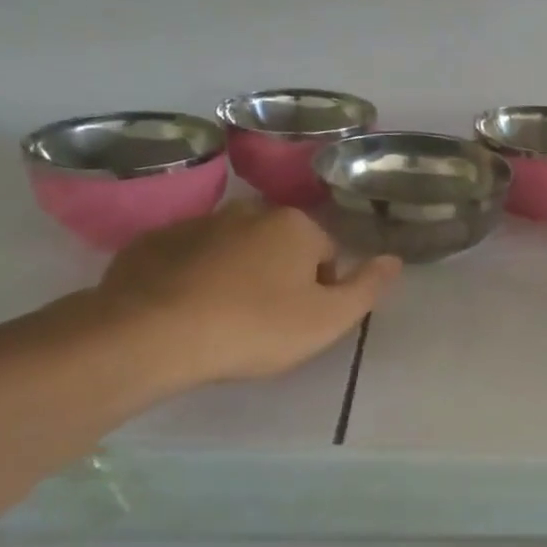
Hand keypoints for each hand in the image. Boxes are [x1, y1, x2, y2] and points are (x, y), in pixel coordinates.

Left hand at [96, 204, 399, 389]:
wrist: (152, 334)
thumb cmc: (255, 327)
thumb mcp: (328, 319)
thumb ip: (368, 288)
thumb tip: (394, 259)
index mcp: (295, 225)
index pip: (326, 253)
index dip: (321, 290)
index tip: (300, 321)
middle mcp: (248, 211)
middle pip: (280, 246)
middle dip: (279, 276)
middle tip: (264, 322)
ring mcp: (196, 223)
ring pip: (234, 249)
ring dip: (237, 275)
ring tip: (223, 319)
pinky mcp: (153, 242)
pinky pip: (189, 258)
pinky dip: (194, 277)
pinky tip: (185, 311)